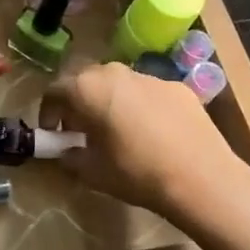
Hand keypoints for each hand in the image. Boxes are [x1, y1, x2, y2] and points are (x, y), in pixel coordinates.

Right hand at [39, 63, 249, 229]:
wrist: (201, 177)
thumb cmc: (136, 173)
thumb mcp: (92, 172)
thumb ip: (70, 156)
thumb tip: (67, 151)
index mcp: (87, 89)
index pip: (55, 90)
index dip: (48, 112)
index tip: (53, 133)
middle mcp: (115, 72)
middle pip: (85, 79)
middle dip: (78, 101)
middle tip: (80, 128)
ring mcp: (149, 76)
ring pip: (118, 82)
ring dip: (109, 100)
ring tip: (116, 129)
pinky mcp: (177, 87)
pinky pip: (147, 91)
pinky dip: (139, 105)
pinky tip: (151, 132)